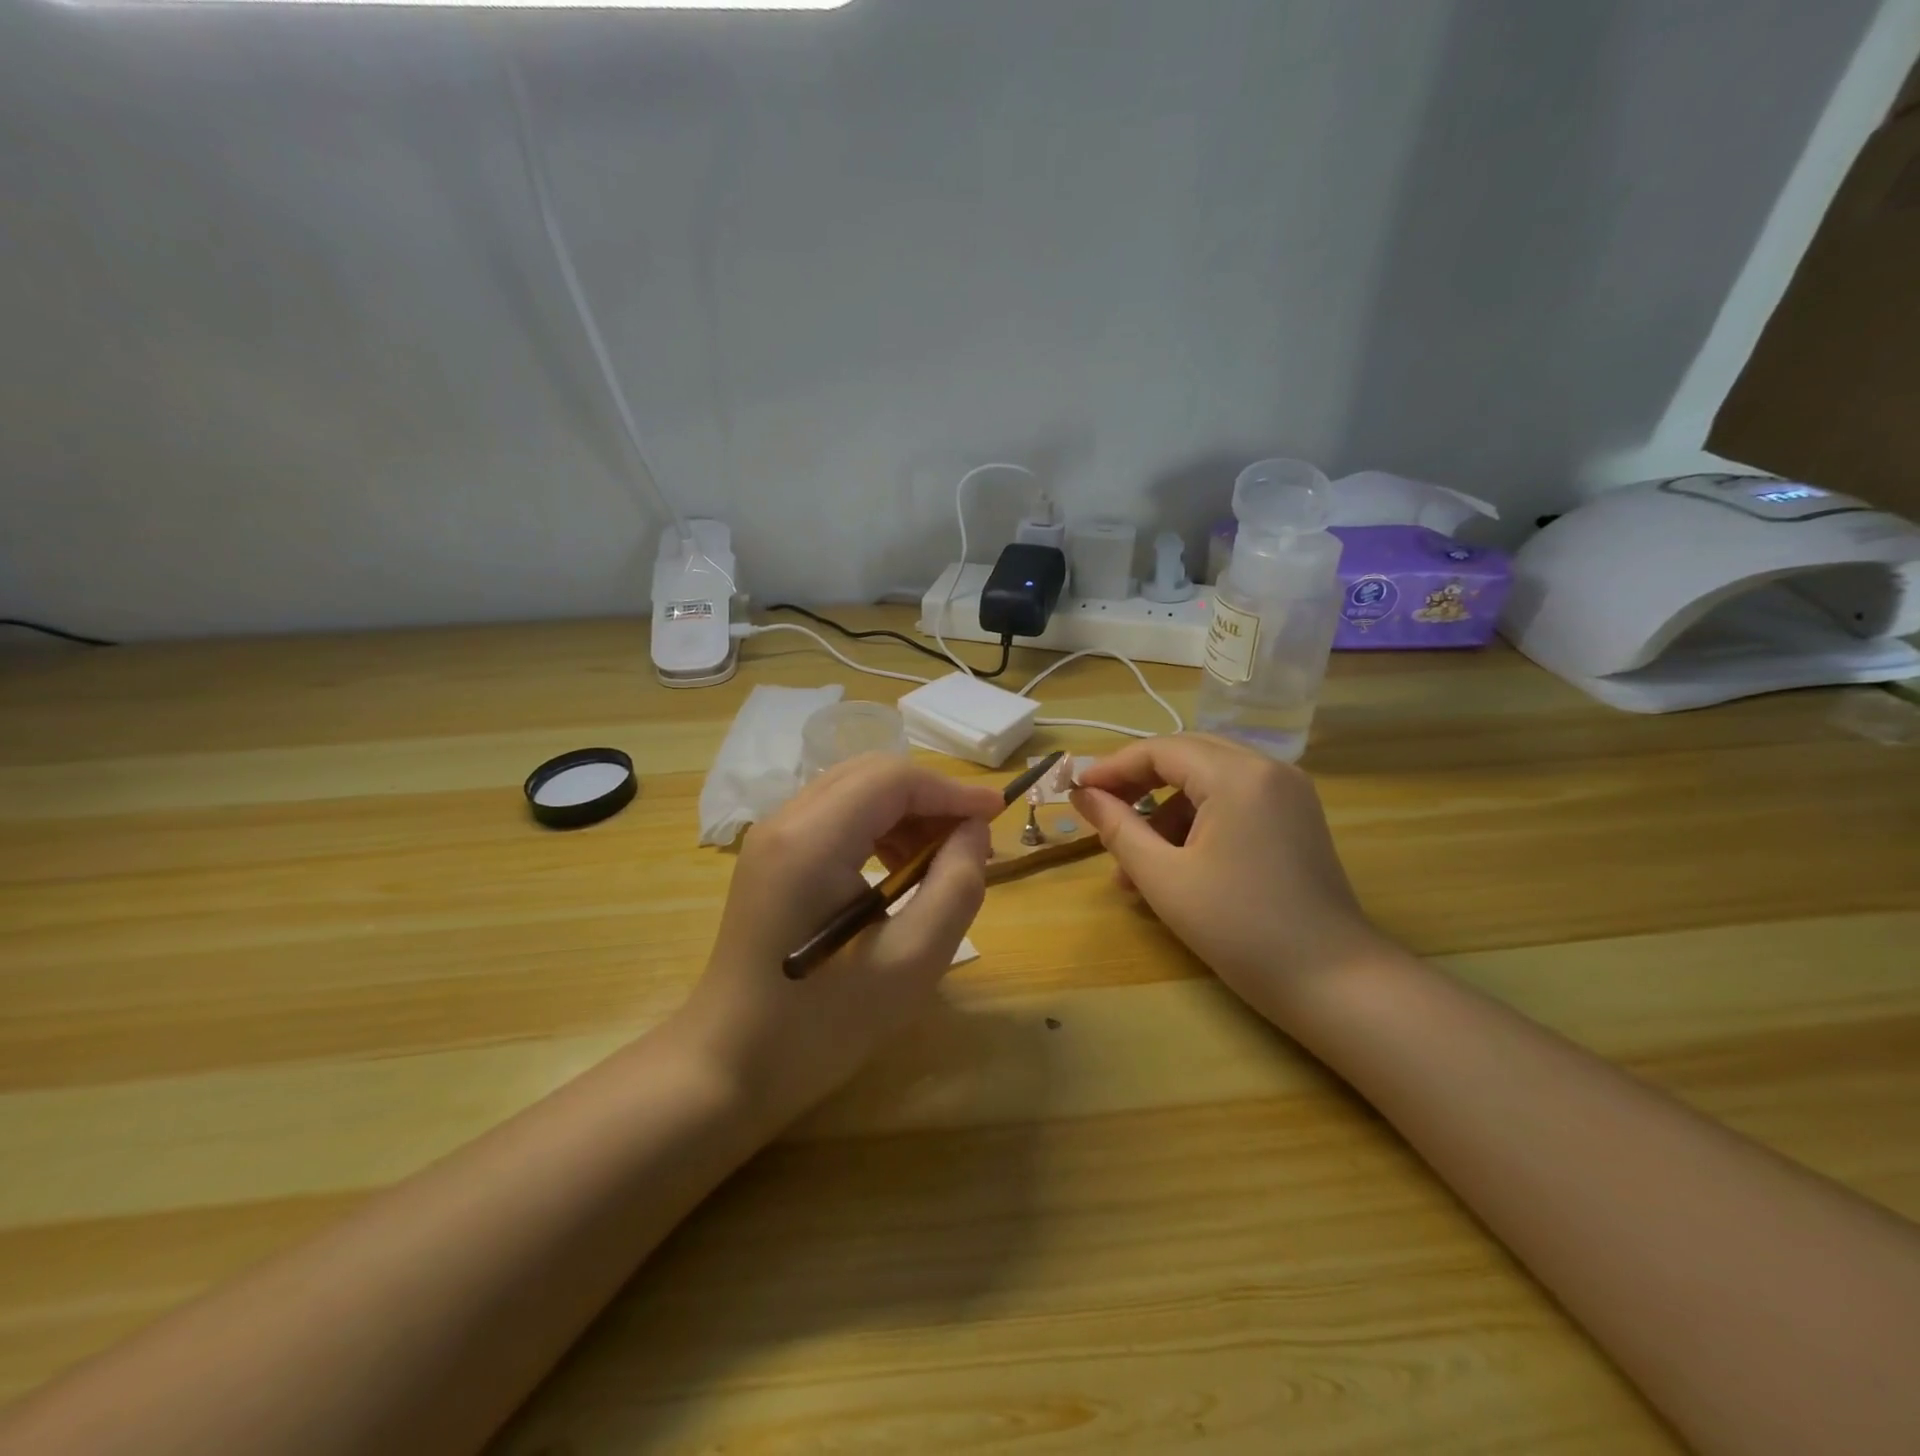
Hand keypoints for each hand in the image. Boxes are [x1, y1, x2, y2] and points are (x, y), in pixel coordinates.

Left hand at [678, 753, 1003, 1123]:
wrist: (729, 1067)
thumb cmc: (822, 1024)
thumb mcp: (911, 962)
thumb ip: (955, 886)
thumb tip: (972, 831)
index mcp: (812, 841)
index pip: (892, 779)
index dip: (951, 789)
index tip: (996, 814)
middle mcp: (784, 822)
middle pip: (871, 774)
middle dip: (929, 797)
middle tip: (971, 839)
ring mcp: (770, 837)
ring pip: (853, 790)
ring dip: (904, 811)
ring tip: (939, 859)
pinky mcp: (770, 857)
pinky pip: (834, 816)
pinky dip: (876, 827)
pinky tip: (897, 870)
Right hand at [1070, 735, 1390, 1027]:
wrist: (1333, 981)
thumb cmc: (1239, 929)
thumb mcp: (1164, 878)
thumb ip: (1117, 828)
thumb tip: (1082, 794)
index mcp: (1237, 775)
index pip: (1160, 750)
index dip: (1112, 768)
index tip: (1075, 791)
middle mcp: (1267, 768)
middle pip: (1186, 755)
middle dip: (1137, 783)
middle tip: (1099, 812)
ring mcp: (1287, 791)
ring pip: (1208, 779)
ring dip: (1165, 809)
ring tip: (1132, 864)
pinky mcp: (1295, 816)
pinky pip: (1233, 799)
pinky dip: (1197, 821)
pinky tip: (1174, 864)